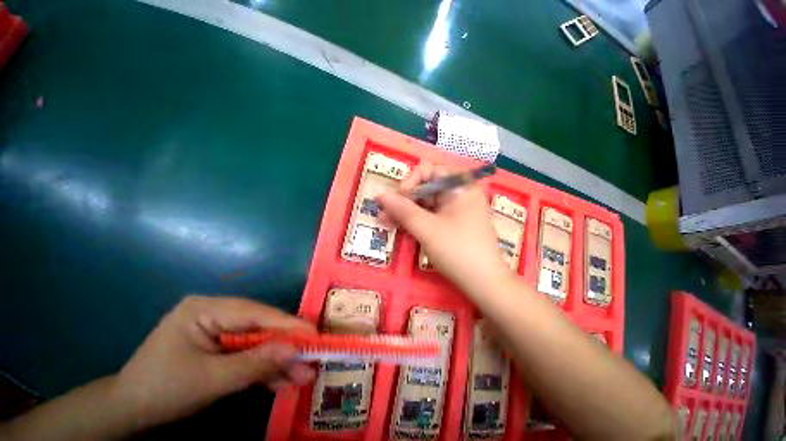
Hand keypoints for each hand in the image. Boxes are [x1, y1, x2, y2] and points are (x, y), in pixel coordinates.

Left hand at [111, 295, 315, 429]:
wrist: (128, 413)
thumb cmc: (161, 391)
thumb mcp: (210, 380)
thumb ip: (255, 363)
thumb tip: (296, 350)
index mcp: (207, 308)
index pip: (257, 313)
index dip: (288, 324)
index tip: (315, 335)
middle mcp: (217, 312)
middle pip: (261, 326)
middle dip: (286, 346)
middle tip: (312, 358)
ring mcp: (220, 329)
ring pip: (258, 341)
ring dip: (279, 361)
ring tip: (303, 375)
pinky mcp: (221, 346)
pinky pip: (248, 353)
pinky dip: (264, 368)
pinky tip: (283, 380)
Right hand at [378, 163, 510, 292]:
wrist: (484, 284)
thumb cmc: (458, 250)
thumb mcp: (427, 228)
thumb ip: (402, 209)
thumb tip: (380, 194)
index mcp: (460, 187)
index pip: (430, 170)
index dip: (411, 180)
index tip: (400, 197)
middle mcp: (459, 195)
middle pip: (425, 189)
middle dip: (403, 200)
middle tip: (383, 213)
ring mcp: (455, 212)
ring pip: (425, 205)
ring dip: (405, 212)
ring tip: (385, 221)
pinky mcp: (451, 226)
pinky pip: (430, 218)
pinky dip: (415, 222)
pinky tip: (399, 227)